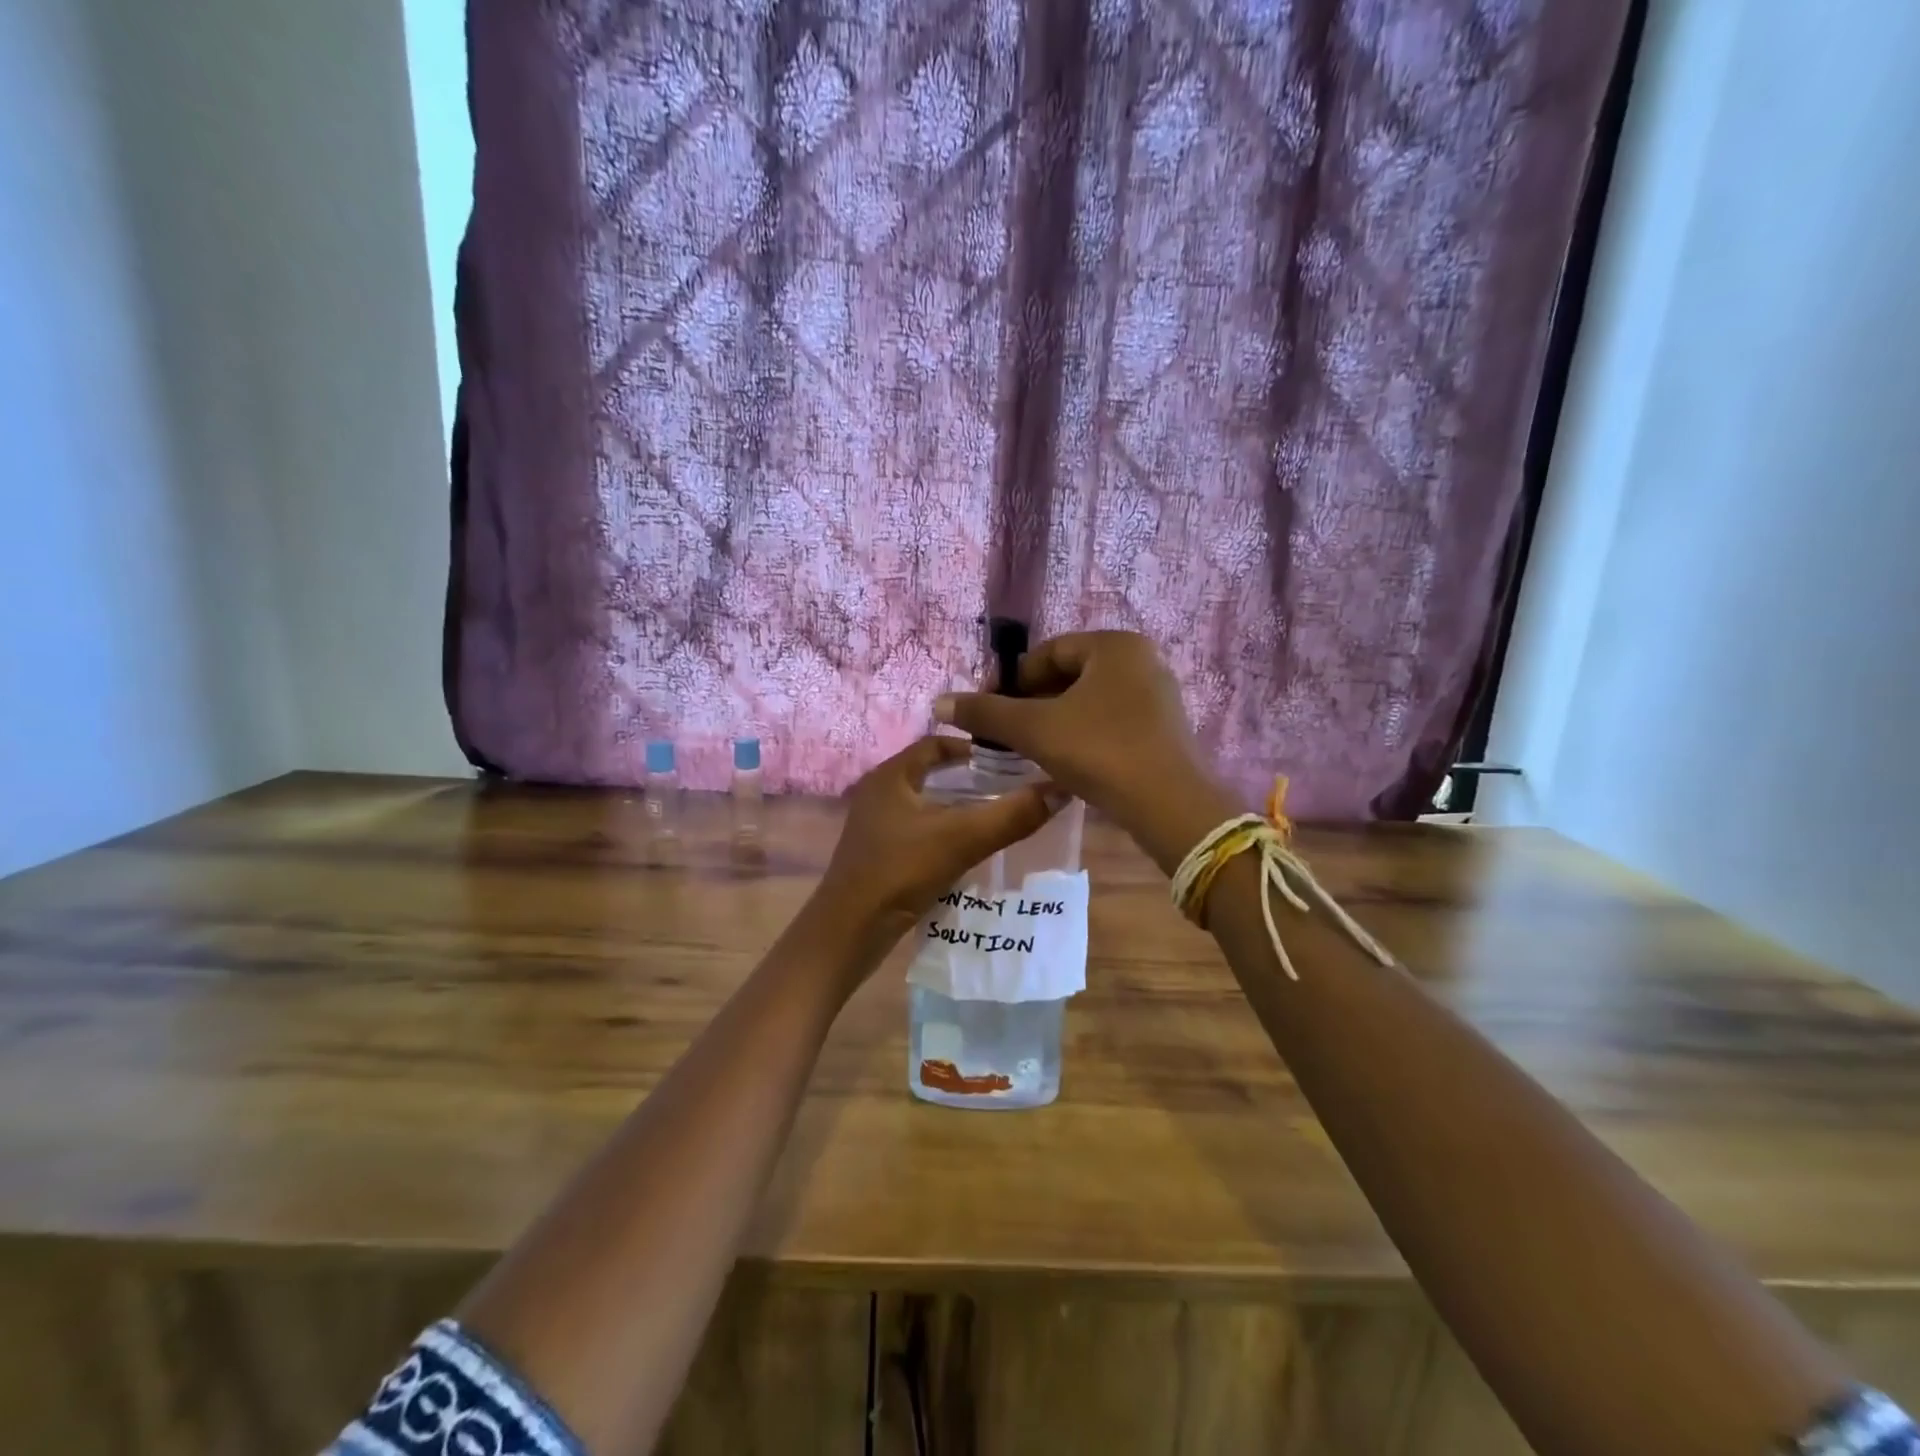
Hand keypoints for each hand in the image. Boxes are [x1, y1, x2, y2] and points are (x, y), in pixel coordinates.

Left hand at [818, 736, 1060, 940]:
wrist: (849, 931)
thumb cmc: (900, 871)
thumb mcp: (962, 838)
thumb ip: (1012, 814)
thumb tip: (1060, 788)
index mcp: (891, 776)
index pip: (935, 744)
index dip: (972, 748)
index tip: (1009, 760)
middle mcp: (880, 794)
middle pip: (932, 774)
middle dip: (970, 779)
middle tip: (1011, 787)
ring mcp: (876, 826)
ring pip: (926, 805)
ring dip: (958, 808)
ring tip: (999, 816)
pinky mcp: (879, 855)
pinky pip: (919, 832)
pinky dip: (945, 833)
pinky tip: (971, 849)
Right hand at [933, 631, 1232, 870]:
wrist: (1169, 805)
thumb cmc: (1099, 751)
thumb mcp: (1035, 729)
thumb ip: (986, 713)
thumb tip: (940, 702)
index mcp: (1114, 645)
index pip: (1048, 652)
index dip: (1011, 679)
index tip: (987, 708)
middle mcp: (1141, 660)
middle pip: (1069, 674)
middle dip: (1032, 701)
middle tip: (1005, 732)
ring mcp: (1157, 694)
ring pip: (1089, 699)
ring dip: (1054, 719)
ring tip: (1028, 747)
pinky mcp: (1164, 727)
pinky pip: (1111, 719)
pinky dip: (1082, 732)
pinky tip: (1064, 759)